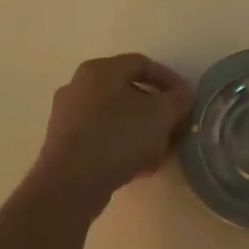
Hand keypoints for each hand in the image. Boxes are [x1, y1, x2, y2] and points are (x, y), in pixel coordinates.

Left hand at [32, 54, 192, 202]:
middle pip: (127, 91)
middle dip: (155, 110)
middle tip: (173, 127)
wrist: (70, 184)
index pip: (142, 64)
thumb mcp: (161, 115)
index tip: (186, 99)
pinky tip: (138, 166)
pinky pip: (100, 136)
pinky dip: (122, 145)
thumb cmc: (118, 137)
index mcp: (100, 70)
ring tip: (159, 151)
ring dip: (141, 130)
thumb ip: (178, 99)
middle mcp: (78, 85)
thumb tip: (183, 94)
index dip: (169, 80)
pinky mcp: (63, 143)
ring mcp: (67, 115)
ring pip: (115, 116)